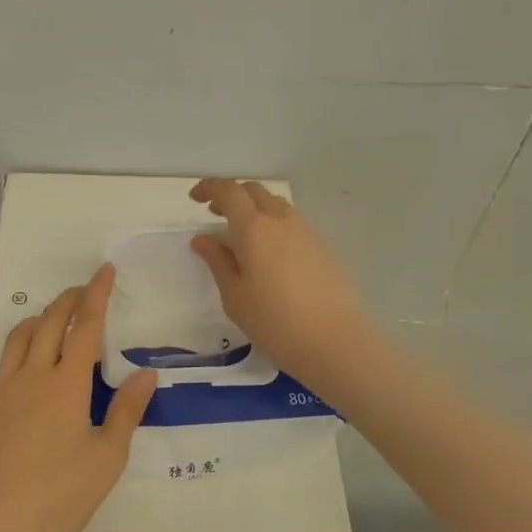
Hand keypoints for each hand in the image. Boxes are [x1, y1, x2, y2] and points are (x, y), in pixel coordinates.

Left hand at [0, 265, 155, 531]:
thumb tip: (147, 372)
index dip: (97, 296)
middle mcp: (33, 376)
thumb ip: (127, 411)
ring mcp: (0, 390)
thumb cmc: (60, 493)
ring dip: (34, 320)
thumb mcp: (107, 456)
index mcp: (68, 384)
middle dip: (67, 301)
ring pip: (17, 340)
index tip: (104, 272)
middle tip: (80, 291)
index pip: (87, 328)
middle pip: (51, 325)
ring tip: (46, 317)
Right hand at [188, 178, 376, 390]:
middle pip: (254, 191)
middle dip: (232, 196)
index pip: (228, 191)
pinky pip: (293, 225)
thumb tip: (203, 239)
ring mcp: (307, 232)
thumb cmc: (274, 322)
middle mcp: (281, 220)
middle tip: (216, 215)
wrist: (335, 343)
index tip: (195, 199)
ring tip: (243, 236)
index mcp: (254, 228)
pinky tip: (271, 257)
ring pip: (276, 206)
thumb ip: (217, 261)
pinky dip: (275, 227)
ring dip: (255, 210)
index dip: (209, 188)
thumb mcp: (234, 296)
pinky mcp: (324, 248)